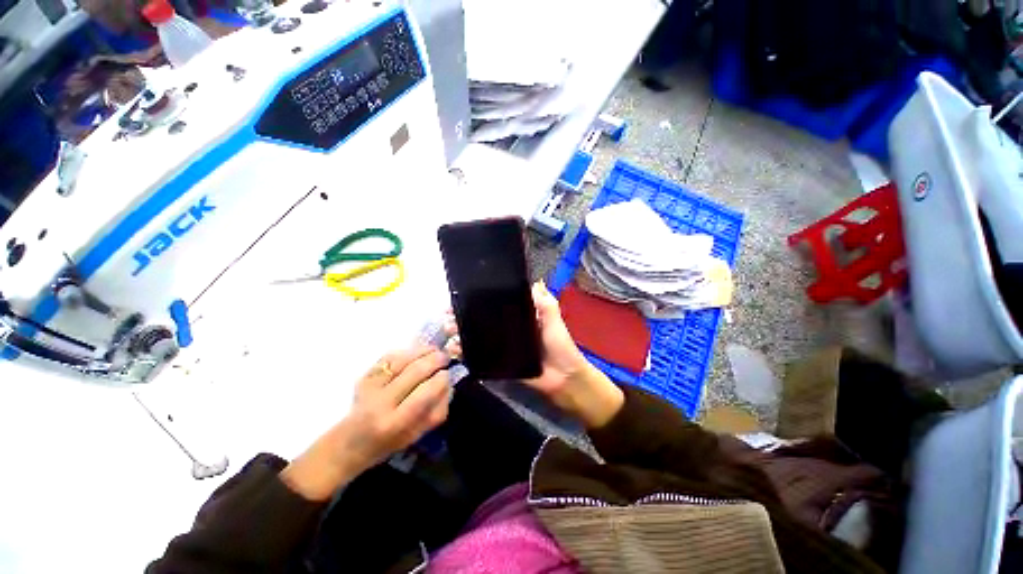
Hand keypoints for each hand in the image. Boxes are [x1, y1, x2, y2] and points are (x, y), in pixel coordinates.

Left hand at [281, 346, 450, 500]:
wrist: (349, 443)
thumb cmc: (388, 443)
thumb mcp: (417, 435)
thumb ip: (437, 410)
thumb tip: (448, 383)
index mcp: (396, 422)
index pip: (426, 392)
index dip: (441, 379)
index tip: (448, 373)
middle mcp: (381, 402)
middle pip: (415, 371)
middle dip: (435, 360)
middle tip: (445, 357)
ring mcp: (370, 387)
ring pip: (402, 359)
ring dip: (423, 351)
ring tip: (434, 350)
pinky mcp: (364, 376)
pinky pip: (389, 357)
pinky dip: (406, 351)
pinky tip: (416, 352)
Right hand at [446, 282, 623, 428]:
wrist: (564, 379)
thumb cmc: (560, 346)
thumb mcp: (554, 321)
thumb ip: (546, 303)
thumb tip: (535, 281)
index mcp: (519, 318)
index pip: (495, 306)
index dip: (478, 302)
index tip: (460, 298)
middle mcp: (507, 331)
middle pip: (481, 322)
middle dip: (463, 318)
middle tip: (448, 317)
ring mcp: (502, 348)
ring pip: (477, 338)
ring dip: (461, 335)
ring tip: (448, 332)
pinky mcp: (500, 364)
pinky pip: (480, 358)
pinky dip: (467, 354)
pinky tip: (455, 351)